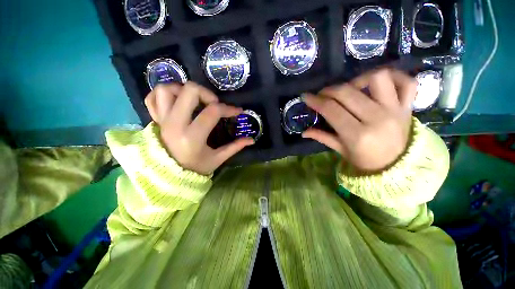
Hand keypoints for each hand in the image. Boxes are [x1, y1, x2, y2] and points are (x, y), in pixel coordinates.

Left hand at [144, 82, 253, 174]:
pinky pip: (153, 97)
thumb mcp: (218, 159)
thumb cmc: (195, 168)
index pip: (212, 112)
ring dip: (183, 90)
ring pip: (166, 89)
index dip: (228, 109)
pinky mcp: (154, 119)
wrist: (168, 175)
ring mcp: (161, 120)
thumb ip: (235, 147)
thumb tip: (252, 140)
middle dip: (207, 93)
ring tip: (195, 100)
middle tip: (214, 104)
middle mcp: (174, 124)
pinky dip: (165, 94)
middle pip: (189, 91)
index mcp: (192, 137)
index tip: (237, 111)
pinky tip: (177, 101)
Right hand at [304, 69, 416, 172]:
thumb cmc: (365, 160)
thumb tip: (304, 132)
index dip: (316, 101)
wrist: (397, 166)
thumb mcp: (341, 150)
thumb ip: (322, 137)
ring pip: (378, 78)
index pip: (331, 110)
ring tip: (351, 88)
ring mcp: (395, 110)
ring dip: (358, 79)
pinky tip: (378, 83)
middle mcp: (377, 119)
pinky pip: (407, 82)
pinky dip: (394, 76)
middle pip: (347, 93)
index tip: (306, 97)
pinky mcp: (408, 106)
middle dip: (329, 90)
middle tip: (323, 94)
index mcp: (357, 135)